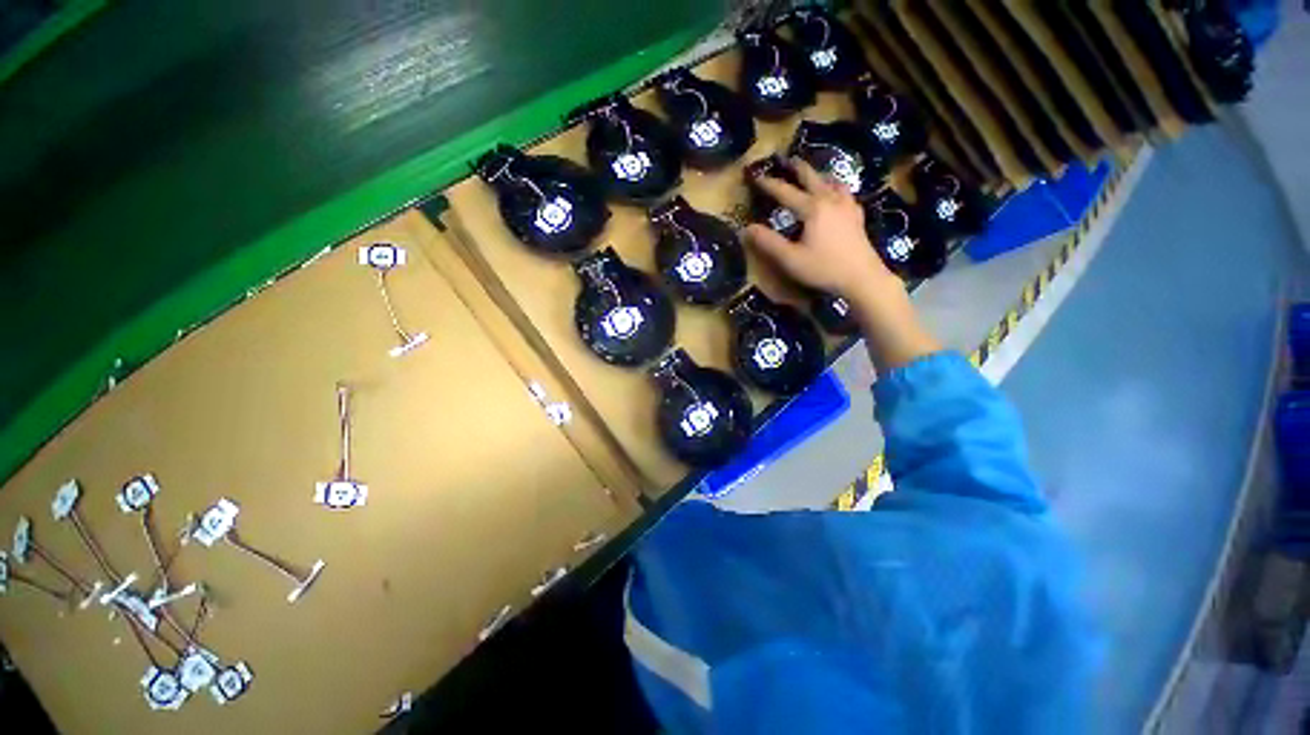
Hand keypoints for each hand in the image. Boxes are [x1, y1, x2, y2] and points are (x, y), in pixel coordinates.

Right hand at [746, 158, 939, 370]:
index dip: (769, 184)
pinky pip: (845, 193)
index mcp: (812, 208)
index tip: (756, 176)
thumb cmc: (823, 269)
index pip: (786, 192)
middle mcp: (830, 200)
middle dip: (798, 168)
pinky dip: (836, 187)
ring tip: (813, 174)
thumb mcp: (790, 259)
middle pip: (812, 178)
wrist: (862, 278)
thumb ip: (768, 243)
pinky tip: (837, 194)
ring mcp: (847, 206)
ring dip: (819, 175)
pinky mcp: (857, 216)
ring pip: (832, 182)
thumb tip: (747, 228)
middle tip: (788, 160)